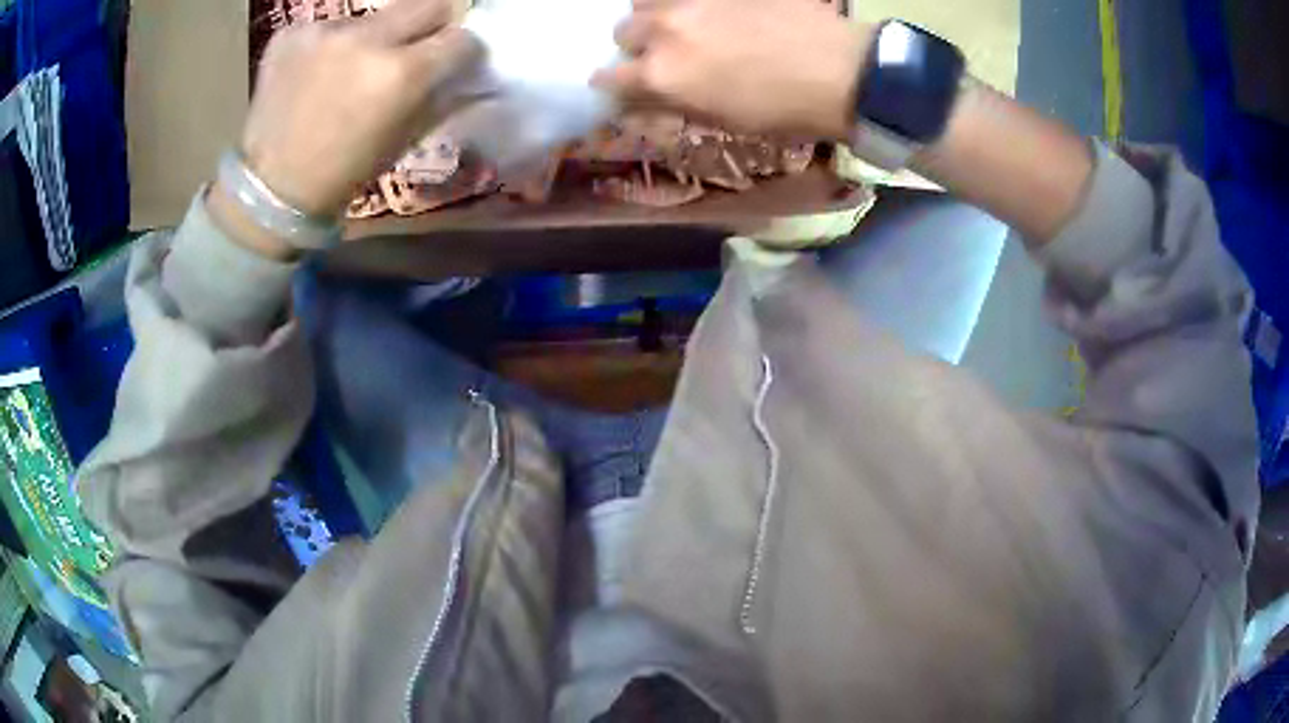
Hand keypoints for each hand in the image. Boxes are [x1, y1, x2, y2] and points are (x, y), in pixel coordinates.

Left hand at [238, 0, 480, 218]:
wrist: (271, 188)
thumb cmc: (346, 172)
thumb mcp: (406, 138)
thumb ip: (441, 94)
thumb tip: (465, 67)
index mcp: (402, 74)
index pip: (461, 38)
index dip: (461, 51)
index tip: (453, 61)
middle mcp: (367, 39)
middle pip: (428, 4)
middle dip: (431, 25)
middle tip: (415, 49)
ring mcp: (324, 31)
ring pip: (375, 16)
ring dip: (376, 37)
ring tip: (351, 68)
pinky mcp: (291, 32)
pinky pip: (332, 25)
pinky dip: (333, 44)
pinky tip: (317, 73)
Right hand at [593, 0, 867, 139]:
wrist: (842, 72)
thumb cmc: (785, 111)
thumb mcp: (723, 119)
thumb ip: (675, 101)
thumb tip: (647, 96)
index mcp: (663, 76)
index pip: (608, 79)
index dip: (611, 85)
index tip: (620, 87)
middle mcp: (666, 31)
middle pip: (623, 31)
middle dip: (634, 45)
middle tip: (661, 53)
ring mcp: (694, 1)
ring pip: (646, 0)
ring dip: (653, 13)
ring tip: (680, 23)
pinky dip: (688, 3)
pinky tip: (710, 13)